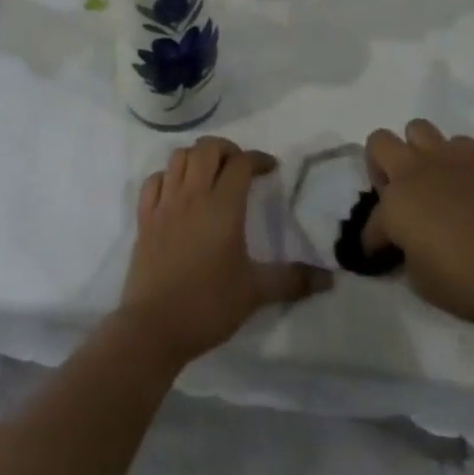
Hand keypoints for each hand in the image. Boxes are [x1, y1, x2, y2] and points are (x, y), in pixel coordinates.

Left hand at [120, 136, 332, 368]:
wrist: (155, 326)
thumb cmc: (209, 305)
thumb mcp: (255, 292)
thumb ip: (292, 280)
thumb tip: (329, 279)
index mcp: (222, 206)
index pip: (241, 163)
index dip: (258, 159)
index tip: (271, 169)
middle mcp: (192, 195)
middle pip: (207, 149)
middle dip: (227, 149)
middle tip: (240, 167)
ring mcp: (165, 203)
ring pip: (178, 157)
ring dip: (196, 157)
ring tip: (210, 174)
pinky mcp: (145, 217)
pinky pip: (154, 180)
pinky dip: (168, 176)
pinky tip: (177, 191)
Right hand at [363, 120, 473, 325]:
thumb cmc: (471, 283)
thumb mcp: (423, 283)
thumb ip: (408, 256)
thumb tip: (409, 246)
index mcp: (394, 206)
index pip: (372, 222)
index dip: (373, 241)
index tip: (379, 253)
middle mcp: (412, 172)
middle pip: (379, 142)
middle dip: (380, 165)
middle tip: (395, 193)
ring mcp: (446, 158)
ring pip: (416, 129)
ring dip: (416, 151)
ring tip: (429, 177)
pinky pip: (456, 142)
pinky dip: (455, 158)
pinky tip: (464, 181)